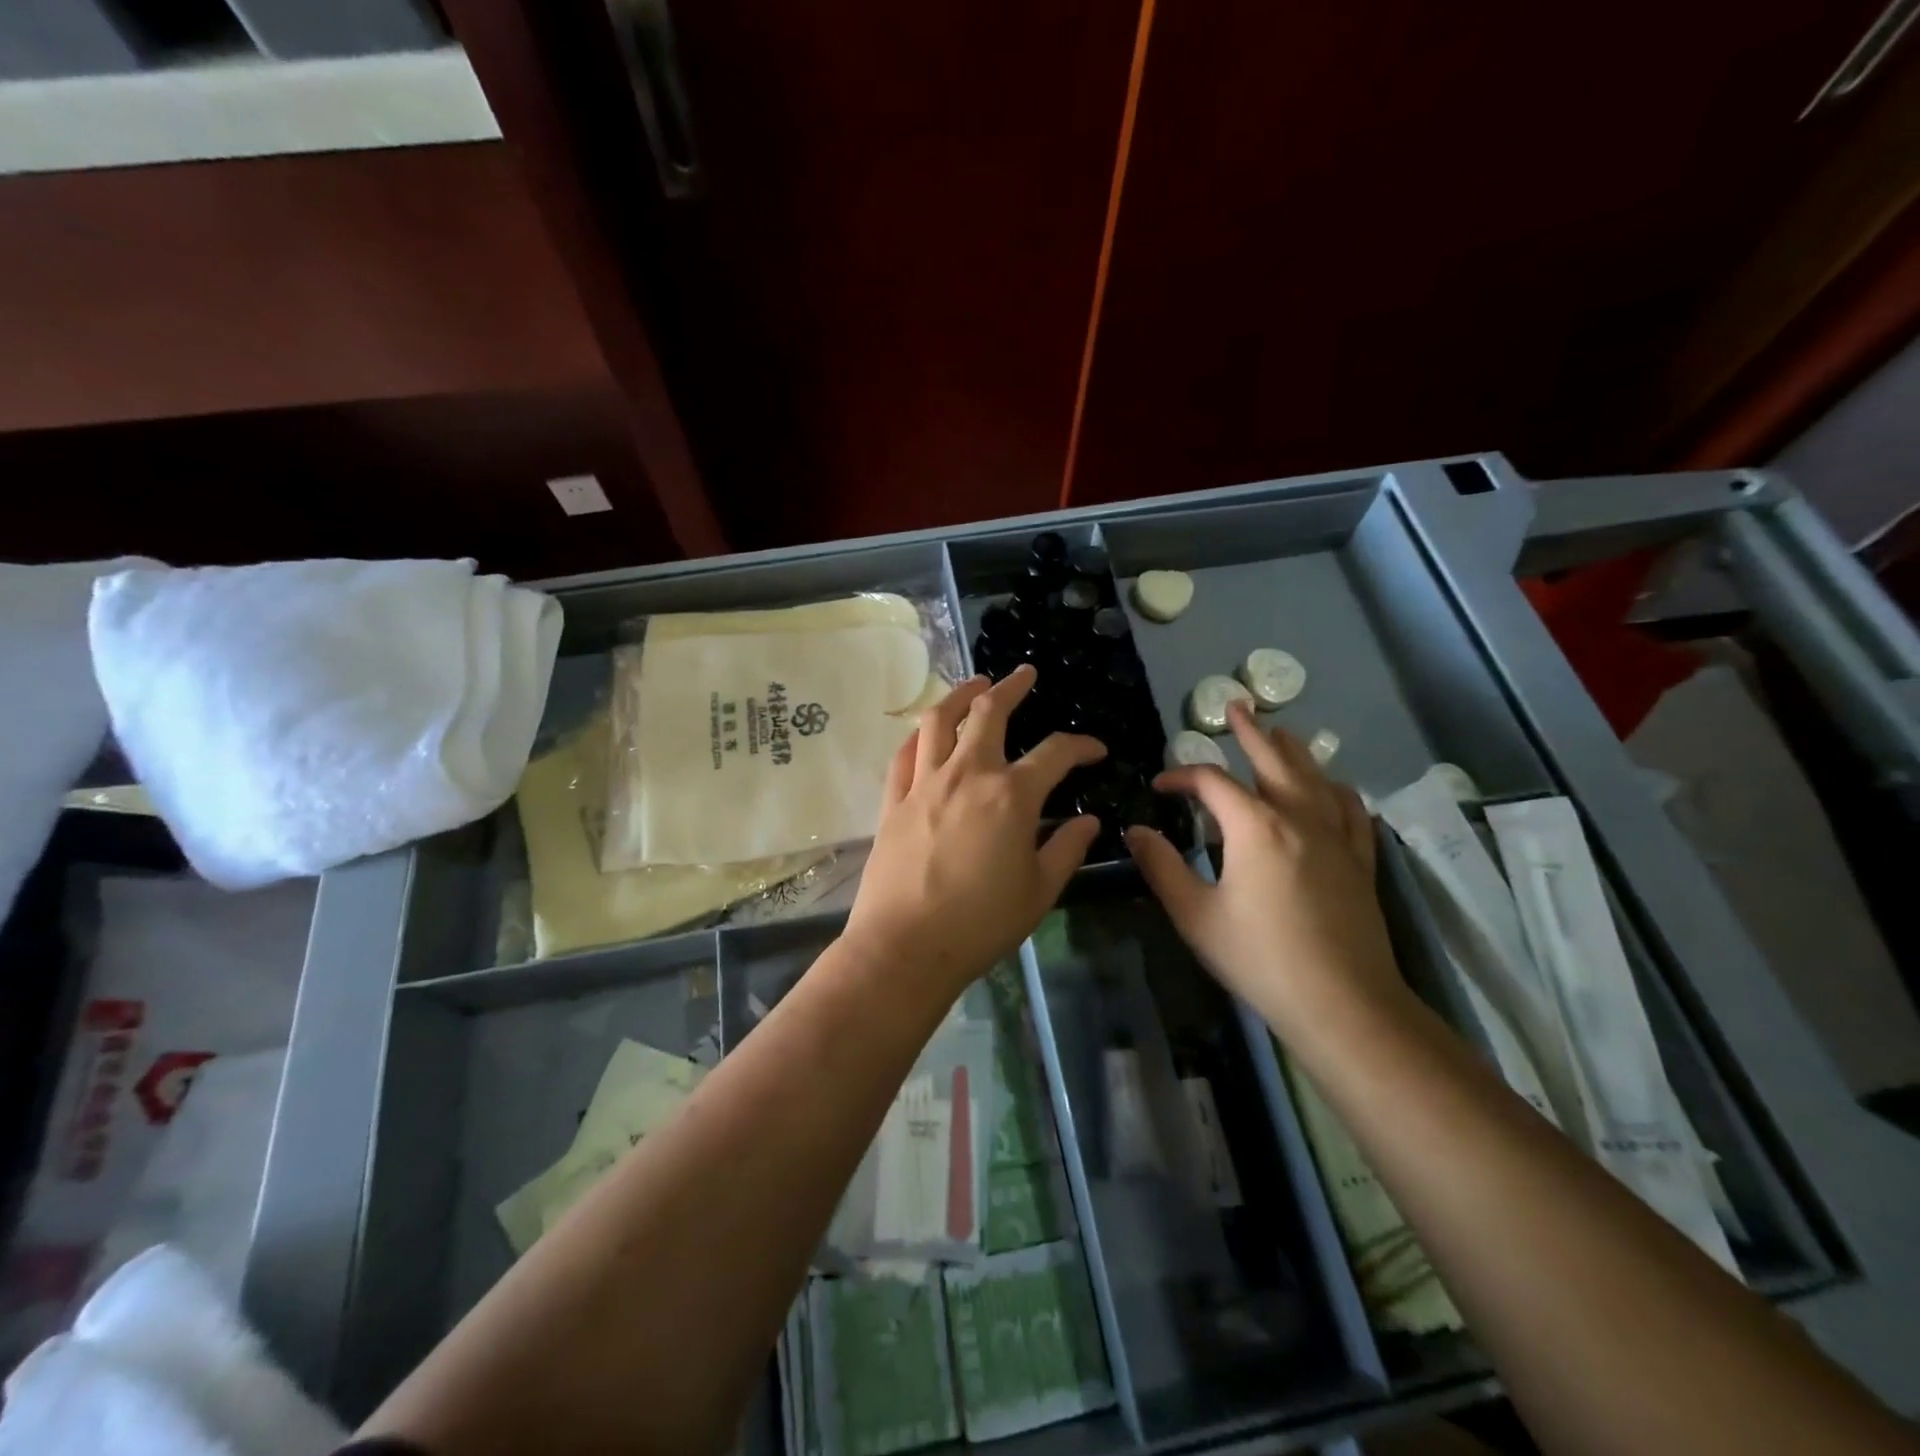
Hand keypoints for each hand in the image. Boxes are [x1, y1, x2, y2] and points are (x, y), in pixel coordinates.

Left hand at [844, 665, 1105, 997]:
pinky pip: (904, 754)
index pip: (1055, 753)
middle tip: (1024, 674)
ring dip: (959, 695)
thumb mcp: (1039, 891)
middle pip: (988, 713)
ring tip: (974, 684)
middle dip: (1011, 687)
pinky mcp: (893, 801)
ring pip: (939, 721)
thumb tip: (1088, 821)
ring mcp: (924, 784)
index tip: (1095, 750)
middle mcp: (967, 775)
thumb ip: (1066, 849)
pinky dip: (919, 735)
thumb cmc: (981, 924)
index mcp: (1011, 796)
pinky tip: (927, 732)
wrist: (905, 947)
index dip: (1080, 745)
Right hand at [1124, 701, 1405, 1038]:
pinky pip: (1350, 810)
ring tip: (1282, 732)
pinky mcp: (1359, 862)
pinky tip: (1333, 788)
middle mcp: (1299, 818)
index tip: (1160, 787)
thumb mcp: (1195, 914)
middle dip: (1251, 732)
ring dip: (1294, 751)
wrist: (1343, 1003)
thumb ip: (1162, 867)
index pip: (1212, 783)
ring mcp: (1336, 838)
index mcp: (1255, 826)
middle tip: (1238, 706)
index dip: (1181, 777)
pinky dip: (1336, 790)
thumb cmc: (1259, 957)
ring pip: (1315, 778)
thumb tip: (1137, 831)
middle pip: (1273, 761)